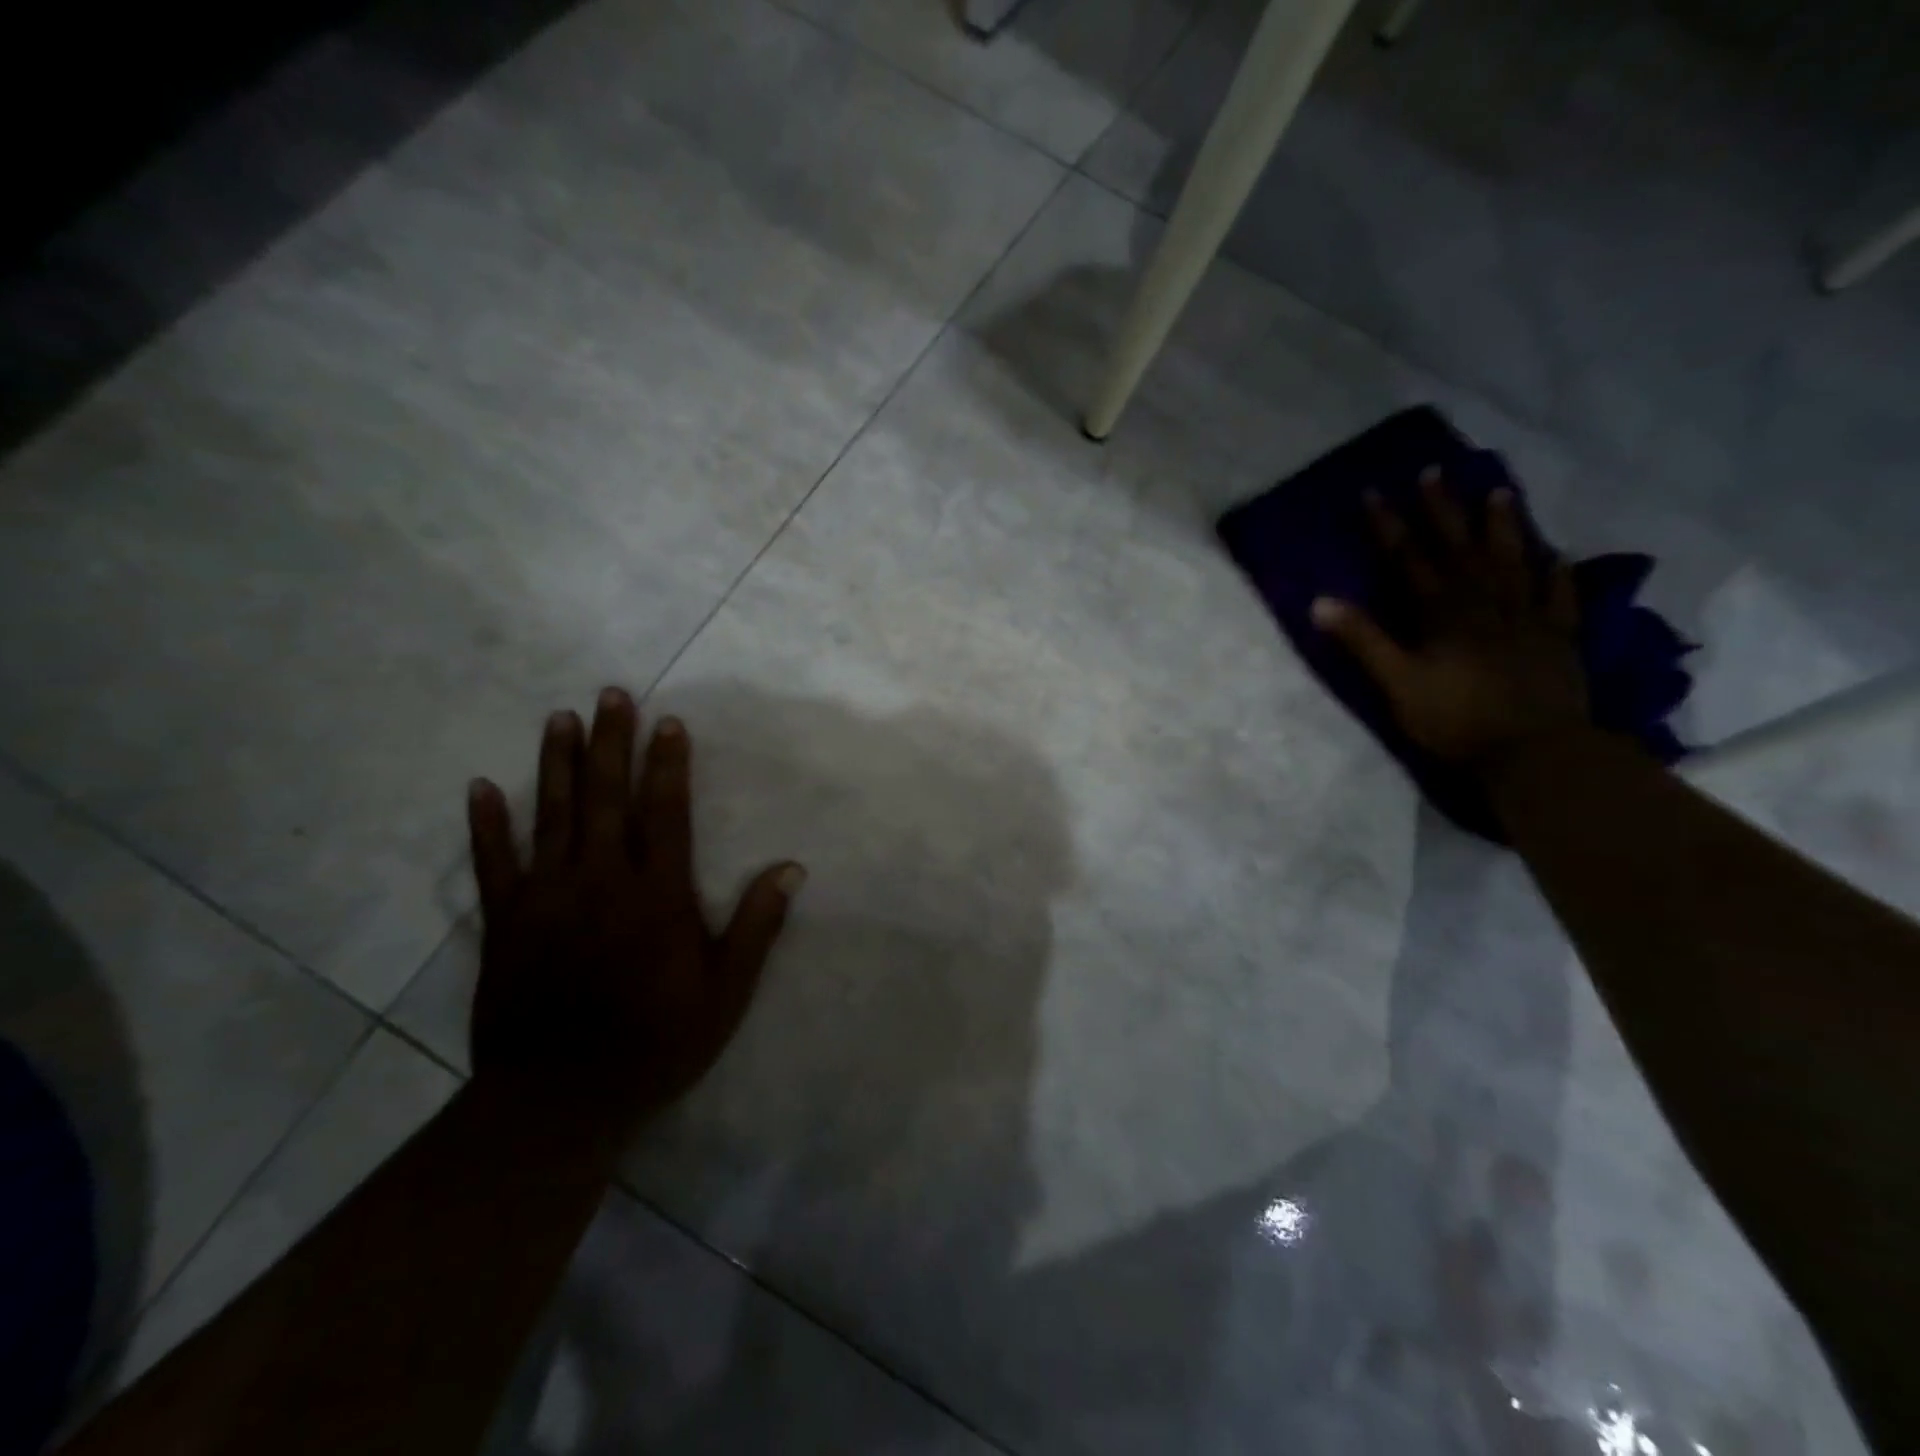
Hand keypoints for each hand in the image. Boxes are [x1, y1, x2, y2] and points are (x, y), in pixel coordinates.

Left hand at [465, 687, 803, 1139]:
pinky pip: (494, 864)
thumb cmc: (656, 1043)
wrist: (560, 1101)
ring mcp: (547, 898)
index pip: (665, 812)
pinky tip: (481, 786)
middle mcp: (601, 881)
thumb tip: (791, 868)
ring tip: (559, 719)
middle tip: (610, 695)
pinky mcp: (505, 923)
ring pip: (552, 816)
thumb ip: (757, 926)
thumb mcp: (726, 992)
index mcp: (657, 894)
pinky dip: (486, 824)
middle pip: (606, 798)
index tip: (668, 722)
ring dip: (557, 764)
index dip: (668, 764)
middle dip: (611, 743)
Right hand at [1312, 470, 1588, 766]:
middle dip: (1442, 509)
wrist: (1533, 751)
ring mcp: (1526, 617)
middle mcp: (1483, 603)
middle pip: (1460, 547)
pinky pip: (1559, 595)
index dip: (1389, 525)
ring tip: (1499, 491)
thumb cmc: (1454, 720)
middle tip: (1434, 472)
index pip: (1408, 559)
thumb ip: (1362, 641)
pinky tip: (1556, 554)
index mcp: (1440, 613)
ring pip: (1512, 559)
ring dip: (1503, 525)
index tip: (1374, 491)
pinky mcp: (1558, 637)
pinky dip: (1557, 572)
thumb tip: (1320, 602)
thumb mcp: (1395, 683)